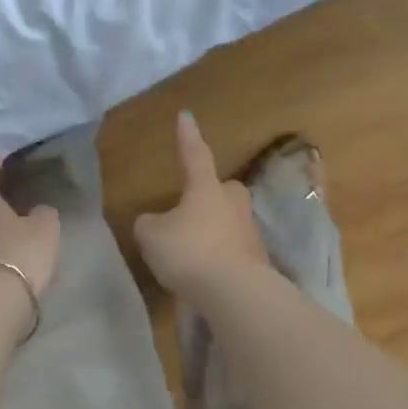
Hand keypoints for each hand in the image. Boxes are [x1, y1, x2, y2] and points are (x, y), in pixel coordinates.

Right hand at [133, 112, 269, 300]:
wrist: (236, 293)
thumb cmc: (190, 252)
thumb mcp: (152, 236)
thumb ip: (148, 225)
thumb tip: (153, 223)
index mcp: (206, 188)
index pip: (194, 154)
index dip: (187, 136)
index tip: (186, 115)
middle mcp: (232, 203)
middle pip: (224, 190)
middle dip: (212, 193)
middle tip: (194, 205)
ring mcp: (250, 232)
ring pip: (229, 222)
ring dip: (214, 231)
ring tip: (192, 251)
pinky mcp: (258, 262)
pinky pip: (233, 251)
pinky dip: (220, 259)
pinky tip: (204, 275)